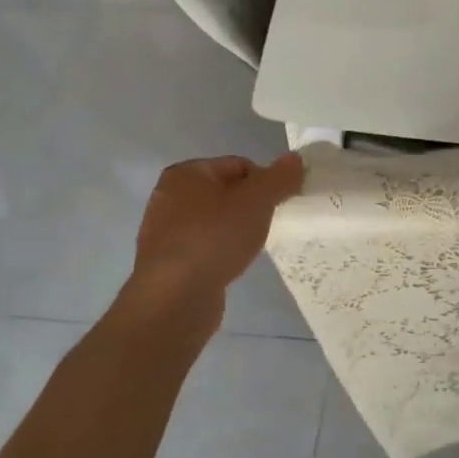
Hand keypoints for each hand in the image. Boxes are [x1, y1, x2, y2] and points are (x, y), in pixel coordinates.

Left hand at [113, 153, 304, 343]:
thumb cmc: (215, 238)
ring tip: (249, 248)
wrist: (174, 298)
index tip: (277, 205)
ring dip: (236, 231)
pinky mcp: (167, 262)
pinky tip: (230, 265)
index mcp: (186, 173)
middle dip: (250, 207)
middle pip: (226, 192)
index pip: (239, 165)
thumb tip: (294, 159)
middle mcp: (168, 196)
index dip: (264, 182)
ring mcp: (163, 231)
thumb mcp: (257, 201)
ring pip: (215, 221)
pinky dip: (220, 251)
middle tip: (265, 226)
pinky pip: (204, 246)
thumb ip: (279, 177)